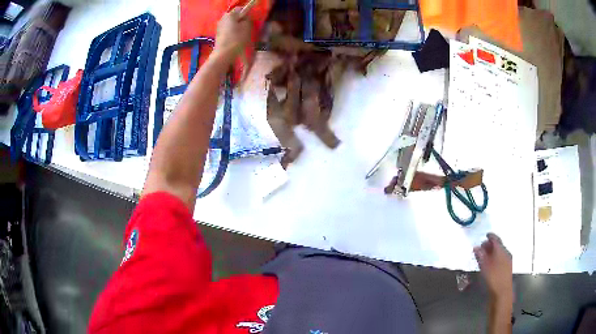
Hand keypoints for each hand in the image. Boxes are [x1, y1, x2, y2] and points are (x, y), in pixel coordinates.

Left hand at [213, 8, 251, 64]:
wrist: (224, 54)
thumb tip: (245, 18)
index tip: (249, 20)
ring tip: (241, 35)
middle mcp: (222, 18)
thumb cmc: (237, 39)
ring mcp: (219, 26)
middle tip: (246, 28)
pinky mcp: (218, 34)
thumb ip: (247, 20)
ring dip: (236, 26)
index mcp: (230, 15)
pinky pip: (227, 29)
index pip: (240, 9)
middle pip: (234, 16)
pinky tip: (234, 39)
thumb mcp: (247, 27)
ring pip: (230, 23)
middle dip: (240, 20)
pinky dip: (231, 32)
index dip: (246, 13)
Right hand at [474, 233, 512, 300]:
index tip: (485, 235)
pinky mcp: (506, 269)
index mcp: (502, 251)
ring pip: (499, 253)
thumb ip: (481, 256)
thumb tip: (476, 247)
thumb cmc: (493, 278)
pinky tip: (490, 264)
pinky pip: (500, 259)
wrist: (502, 293)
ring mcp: (507, 262)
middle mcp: (506, 254)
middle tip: (482, 246)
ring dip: (492, 252)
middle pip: (498, 246)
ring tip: (484, 255)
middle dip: (490, 245)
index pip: (496, 239)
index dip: (491, 236)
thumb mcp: (485, 267)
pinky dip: (494, 258)